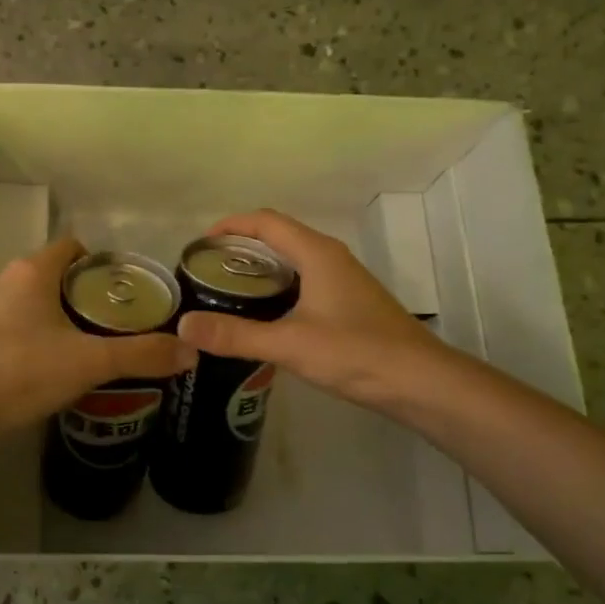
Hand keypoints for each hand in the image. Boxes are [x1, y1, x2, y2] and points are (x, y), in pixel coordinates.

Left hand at [0, 236, 195, 436]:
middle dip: (88, 297)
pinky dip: (38, 339)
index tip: (128, 293)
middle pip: (57, 276)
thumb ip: (140, 355)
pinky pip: (17, 327)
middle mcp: (7, 281)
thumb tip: (190, 350)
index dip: (104, 264)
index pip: (74, 247)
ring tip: (92, 350)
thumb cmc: (18, 371)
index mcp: (33, 272)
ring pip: (36, 304)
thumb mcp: (88, 363)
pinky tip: (52, 370)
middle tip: (119, 326)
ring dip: (63, 320)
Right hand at [174, 210, 448, 416]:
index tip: (200, 244)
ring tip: (226, 293)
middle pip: (278, 237)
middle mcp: (330, 258)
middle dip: (240, 248)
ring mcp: (342, 280)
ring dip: (259, 269)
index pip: (266, 221)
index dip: (231, 225)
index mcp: (316, 253)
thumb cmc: (356, 353)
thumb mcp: (290, 344)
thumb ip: (236, 335)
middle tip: (206, 272)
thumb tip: (183, 326)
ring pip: (292, 261)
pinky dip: (277, 289)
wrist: (421, 382)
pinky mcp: (348, 304)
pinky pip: (303, 282)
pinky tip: (263, 318)